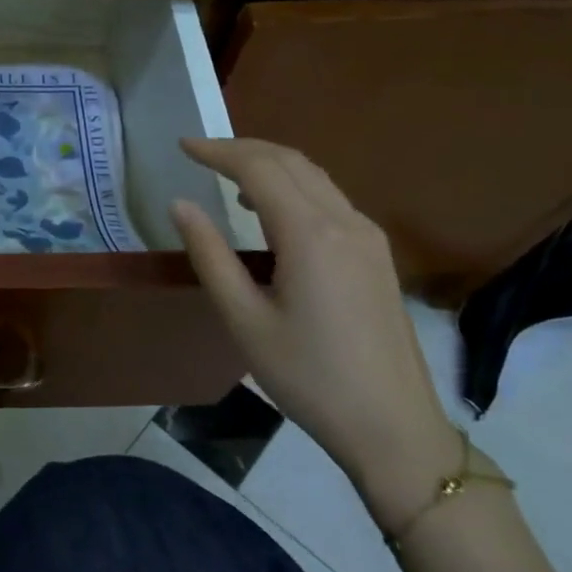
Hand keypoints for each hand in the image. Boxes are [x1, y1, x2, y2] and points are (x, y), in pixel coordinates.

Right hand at [170, 138, 459, 528]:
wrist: (391, 425)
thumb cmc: (307, 376)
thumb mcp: (244, 319)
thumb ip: (210, 255)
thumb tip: (180, 205)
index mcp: (310, 235)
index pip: (259, 169)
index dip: (218, 151)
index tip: (182, 145)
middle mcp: (345, 222)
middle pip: (292, 162)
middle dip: (243, 149)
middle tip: (200, 153)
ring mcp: (368, 237)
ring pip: (315, 177)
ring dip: (270, 165)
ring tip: (227, 176)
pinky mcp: (376, 255)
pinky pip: (329, 200)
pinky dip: (293, 188)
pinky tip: (270, 212)